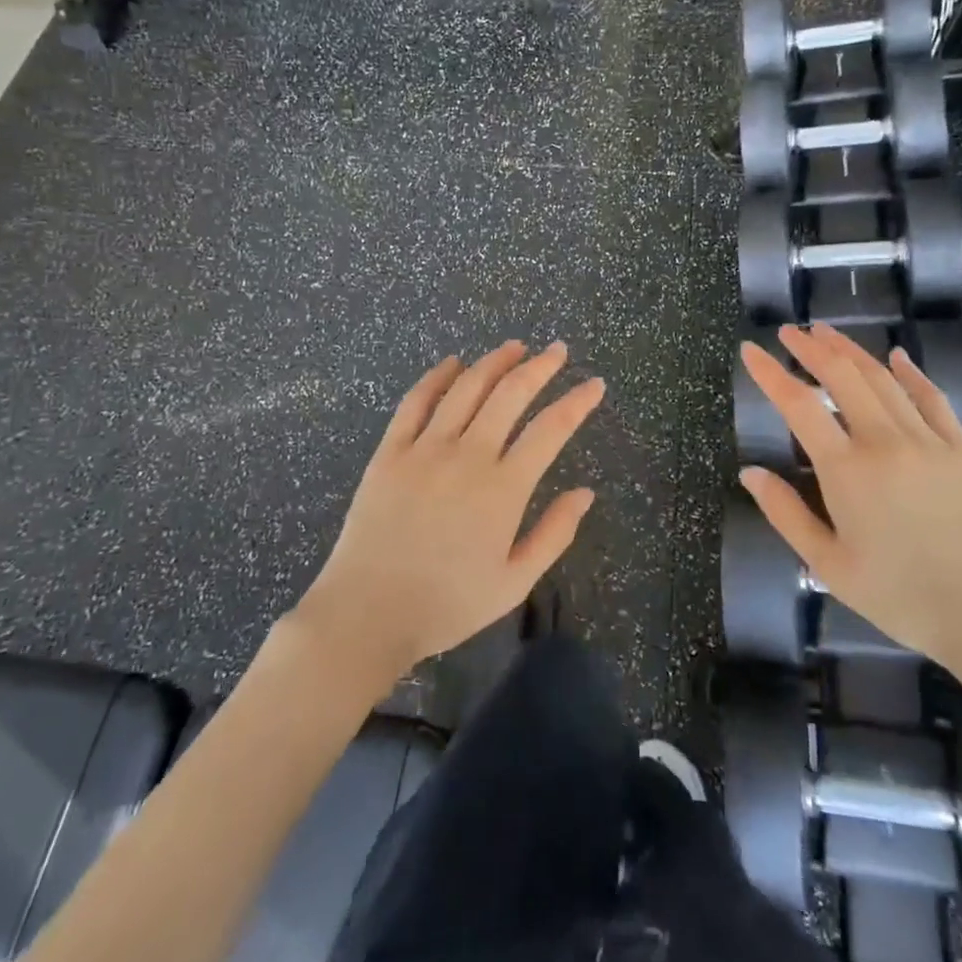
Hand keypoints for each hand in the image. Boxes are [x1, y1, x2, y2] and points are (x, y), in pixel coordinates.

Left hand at [295, 341, 604, 683]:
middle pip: (510, 395)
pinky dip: (437, 377)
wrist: (366, 614)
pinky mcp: (390, 452)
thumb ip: (554, 534)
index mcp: (503, 489)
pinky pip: (415, 402)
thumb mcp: (514, 582)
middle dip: (540, 367)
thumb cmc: (446, 605)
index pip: (551, 429)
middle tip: (557, 350)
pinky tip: (452, 363)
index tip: (595, 384)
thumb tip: (586, 492)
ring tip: (514, 347)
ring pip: (466, 389)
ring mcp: (425, 449)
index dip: (577, 402)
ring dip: (494, 362)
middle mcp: (468, 456)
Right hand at [738, 323, 961, 672]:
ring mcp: (927, 441)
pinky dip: (911, 373)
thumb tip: (750, 473)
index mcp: (846, 469)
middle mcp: (884, 441)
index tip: (750, 349)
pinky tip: (897, 357)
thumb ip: (786, 514)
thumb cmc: (901, 597)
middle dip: (811, 348)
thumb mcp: (828, 566)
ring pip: (883, 379)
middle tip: (789, 332)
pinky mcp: (961, 450)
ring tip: (827, 332)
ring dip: (852, 350)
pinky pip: (932, 398)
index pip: (798, 405)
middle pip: (842, 376)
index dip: (770, 373)